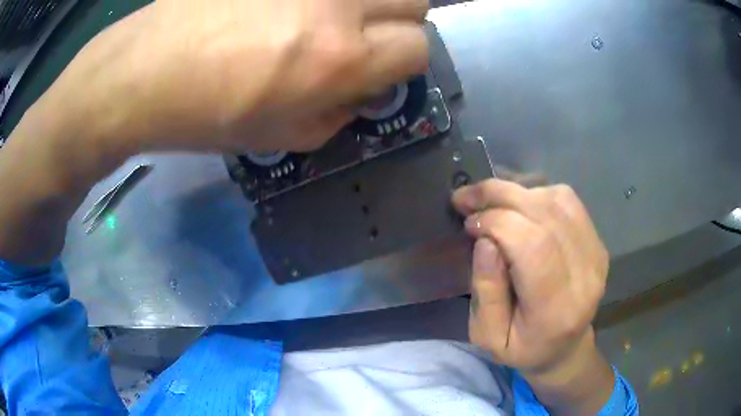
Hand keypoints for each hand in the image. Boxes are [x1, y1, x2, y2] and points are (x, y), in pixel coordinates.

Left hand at [0, 0, 428, 264]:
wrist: (144, 70)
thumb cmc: (206, 114)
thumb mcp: (281, 136)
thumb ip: (338, 115)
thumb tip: (362, 93)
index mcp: (340, 57)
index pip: (418, 48)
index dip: (404, 62)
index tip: (380, 67)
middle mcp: (338, 4)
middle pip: (416, 1)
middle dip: (400, 22)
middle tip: (364, 35)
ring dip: (368, 2)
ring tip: (325, 17)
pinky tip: (287, 7)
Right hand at [452, 179, 613, 413]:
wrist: (565, 349)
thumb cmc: (523, 349)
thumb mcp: (488, 336)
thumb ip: (486, 291)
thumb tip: (486, 239)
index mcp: (555, 309)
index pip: (533, 245)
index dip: (497, 222)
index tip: (468, 223)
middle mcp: (585, 275)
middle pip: (547, 214)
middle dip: (500, 195)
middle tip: (468, 197)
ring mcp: (596, 254)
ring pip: (558, 200)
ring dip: (518, 193)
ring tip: (492, 203)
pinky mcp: (598, 242)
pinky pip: (568, 201)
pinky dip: (537, 194)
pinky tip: (520, 207)